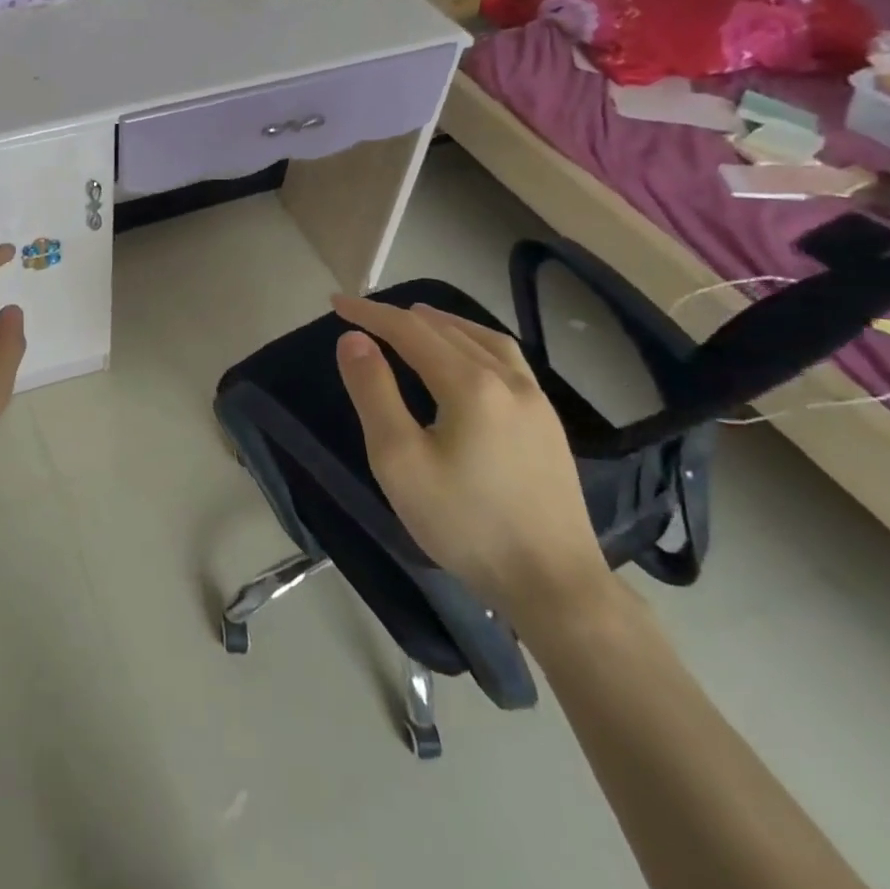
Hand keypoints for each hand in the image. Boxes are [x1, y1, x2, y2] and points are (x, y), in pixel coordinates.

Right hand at [331, 296, 613, 631]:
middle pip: (446, 330)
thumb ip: (374, 392)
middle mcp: (508, 380)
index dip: (370, 313)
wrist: (553, 584)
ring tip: (417, 319)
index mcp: (470, 384)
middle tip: (363, 315)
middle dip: (400, 317)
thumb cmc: (464, 522)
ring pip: (484, 340)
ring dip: (444, 323)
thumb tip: (354, 339)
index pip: (409, 330)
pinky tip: (469, 359)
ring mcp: (536, 402)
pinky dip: (474, 343)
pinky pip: (507, 361)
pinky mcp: (549, 425)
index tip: (336, 304)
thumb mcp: (399, 459)